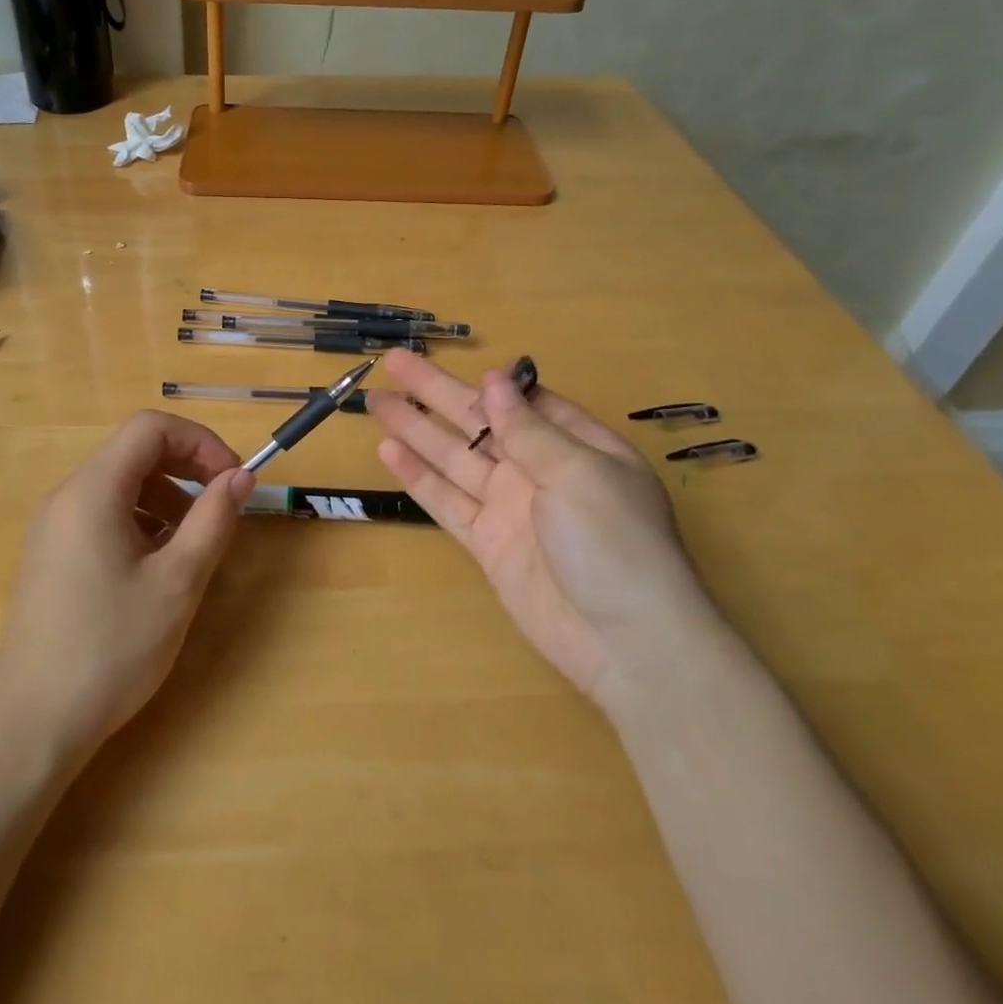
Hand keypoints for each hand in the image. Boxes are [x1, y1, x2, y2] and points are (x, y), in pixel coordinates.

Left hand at [0, 411, 254, 755]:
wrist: (31, 723)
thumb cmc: (110, 648)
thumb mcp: (177, 582)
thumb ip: (213, 520)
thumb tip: (240, 476)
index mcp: (93, 491)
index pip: (151, 429)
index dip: (200, 441)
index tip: (232, 478)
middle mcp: (67, 496)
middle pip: (134, 451)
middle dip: (186, 467)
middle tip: (223, 504)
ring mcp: (54, 525)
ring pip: (120, 483)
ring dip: (166, 495)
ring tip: (193, 541)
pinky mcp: (52, 553)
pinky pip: (103, 513)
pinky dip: (141, 519)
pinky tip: (157, 564)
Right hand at [368, 349, 710, 701]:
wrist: (625, 643)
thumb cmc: (615, 543)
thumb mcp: (579, 472)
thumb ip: (530, 429)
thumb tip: (495, 380)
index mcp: (576, 446)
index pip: (525, 403)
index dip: (487, 383)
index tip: (451, 360)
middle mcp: (539, 471)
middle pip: (479, 423)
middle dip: (436, 393)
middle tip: (393, 362)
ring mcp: (510, 507)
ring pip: (454, 458)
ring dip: (416, 429)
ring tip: (377, 401)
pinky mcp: (487, 543)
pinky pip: (446, 501)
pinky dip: (418, 478)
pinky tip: (389, 452)